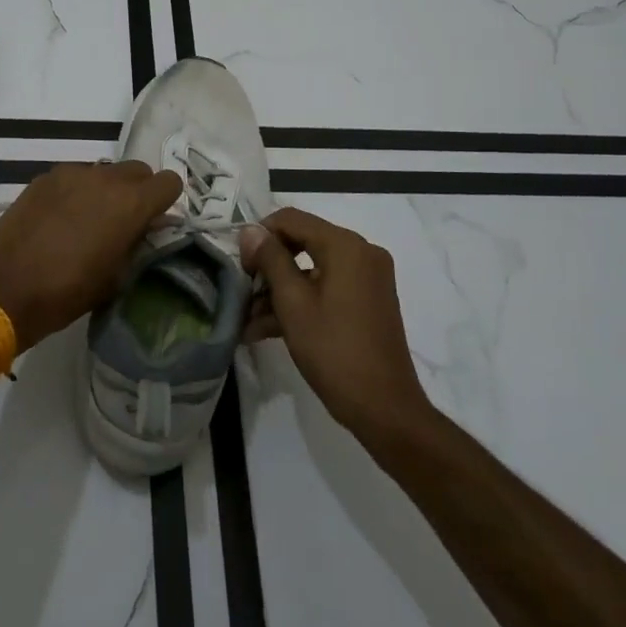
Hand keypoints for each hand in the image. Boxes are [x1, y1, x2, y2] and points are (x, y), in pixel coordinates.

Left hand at [0, 161, 182, 352]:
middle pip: (137, 170)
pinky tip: (60, 219)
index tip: (153, 222)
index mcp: (130, 203)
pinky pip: (74, 177)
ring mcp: (72, 173)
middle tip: (123, 221)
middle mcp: (105, 178)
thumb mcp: (116, 276)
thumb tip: (147, 227)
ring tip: (88, 220)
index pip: (169, 182)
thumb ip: (137, 243)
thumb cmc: (67, 292)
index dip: (165, 202)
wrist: (4, 289)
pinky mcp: (44, 178)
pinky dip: (76, 192)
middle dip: (138, 191)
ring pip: (104, 171)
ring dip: (106, 190)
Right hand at [240, 208, 431, 439]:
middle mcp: (361, 252)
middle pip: (302, 241)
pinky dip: (301, 301)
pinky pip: (327, 287)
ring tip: (248, 320)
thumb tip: (250, 230)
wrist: (384, 408)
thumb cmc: (334, 351)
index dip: (260, 236)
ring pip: (312, 268)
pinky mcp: (368, 300)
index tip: (241, 265)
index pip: (291, 219)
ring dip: (280, 290)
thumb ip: (270, 260)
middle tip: (243, 291)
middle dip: (268, 266)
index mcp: (345, 245)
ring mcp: (368, 277)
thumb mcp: (293, 303)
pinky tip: (267, 329)